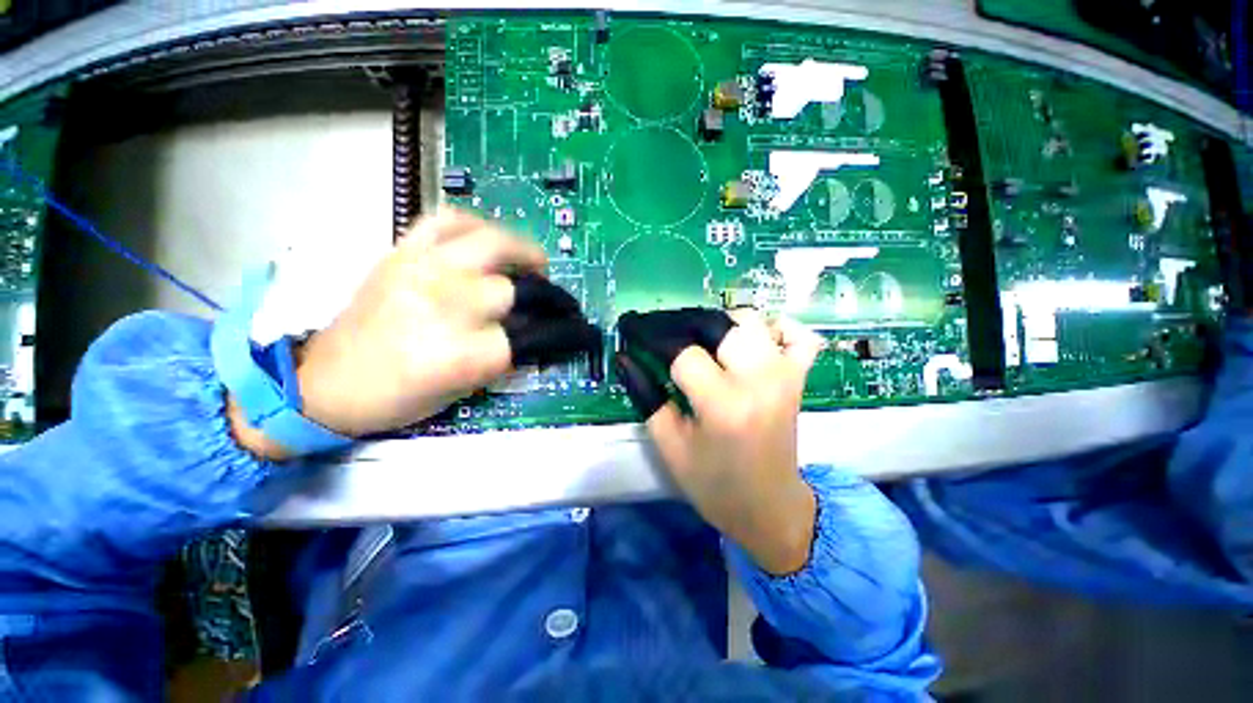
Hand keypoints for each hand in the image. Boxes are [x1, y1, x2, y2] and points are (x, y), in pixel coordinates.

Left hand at [231, 209, 598, 457]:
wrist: (325, 382)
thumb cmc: (398, 399)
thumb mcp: (463, 390)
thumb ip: (505, 357)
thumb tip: (537, 333)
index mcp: (464, 353)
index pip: (535, 337)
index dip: (564, 335)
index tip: (579, 334)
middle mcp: (448, 305)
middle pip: (517, 290)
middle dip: (547, 298)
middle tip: (554, 302)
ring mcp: (422, 271)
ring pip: (492, 243)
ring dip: (523, 252)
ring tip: (535, 262)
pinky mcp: (401, 253)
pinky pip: (446, 220)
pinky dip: (475, 224)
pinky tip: (487, 238)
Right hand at [615, 310, 824, 574]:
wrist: (769, 507)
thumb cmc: (714, 484)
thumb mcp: (670, 446)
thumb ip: (646, 397)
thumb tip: (627, 359)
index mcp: (723, 406)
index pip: (684, 354)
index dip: (654, 342)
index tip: (636, 335)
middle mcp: (758, 382)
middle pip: (719, 325)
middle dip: (685, 326)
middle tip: (668, 339)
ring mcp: (785, 376)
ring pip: (753, 321)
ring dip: (722, 324)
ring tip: (705, 343)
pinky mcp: (799, 379)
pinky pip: (798, 336)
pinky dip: (777, 329)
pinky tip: (755, 341)